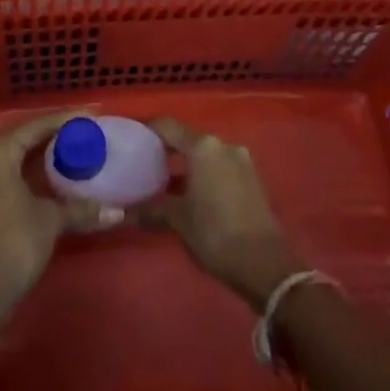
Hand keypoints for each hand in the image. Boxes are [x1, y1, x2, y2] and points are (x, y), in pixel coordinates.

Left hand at [0, 112, 123, 301]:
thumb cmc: (15, 240)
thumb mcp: (51, 219)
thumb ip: (81, 208)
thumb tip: (117, 212)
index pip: (36, 126)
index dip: (66, 121)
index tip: (91, 117)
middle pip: (24, 139)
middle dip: (54, 138)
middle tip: (85, 135)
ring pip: (15, 158)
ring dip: (42, 157)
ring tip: (74, 153)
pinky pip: (8, 174)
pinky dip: (30, 174)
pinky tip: (53, 179)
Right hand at [145, 119, 304, 308]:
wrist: (265, 264)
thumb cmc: (215, 233)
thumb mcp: (178, 221)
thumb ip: (150, 210)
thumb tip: (123, 212)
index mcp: (203, 147)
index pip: (168, 126)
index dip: (148, 131)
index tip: (132, 142)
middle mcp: (223, 145)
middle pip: (188, 139)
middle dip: (167, 151)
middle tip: (145, 166)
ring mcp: (241, 161)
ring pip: (206, 155)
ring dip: (187, 165)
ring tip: (166, 184)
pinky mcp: (252, 179)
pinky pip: (220, 167)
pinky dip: (205, 175)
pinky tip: (192, 195)